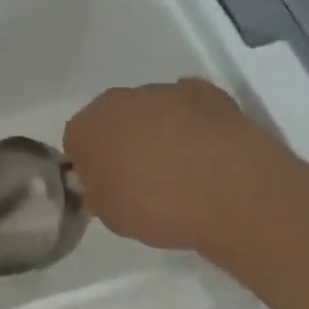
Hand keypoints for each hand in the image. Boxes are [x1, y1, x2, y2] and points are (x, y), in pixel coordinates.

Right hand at [63, 78, 299, 252]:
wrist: (233, 193)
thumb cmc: (157, 208)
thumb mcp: (110, 216)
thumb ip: (97, 192)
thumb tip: (103, 183)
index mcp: (87, 126)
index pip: (75, 142)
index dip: (89, 165)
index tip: (106, 187)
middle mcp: (120, 100)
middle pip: (112, 119)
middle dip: (121, 142)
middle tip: (140, 178)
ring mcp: (166, 92)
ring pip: (150, 111)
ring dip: (157, 132)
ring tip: (180, 170)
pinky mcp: (209, 93)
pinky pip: (190, 109)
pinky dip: (193, 125)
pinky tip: (206, 153)